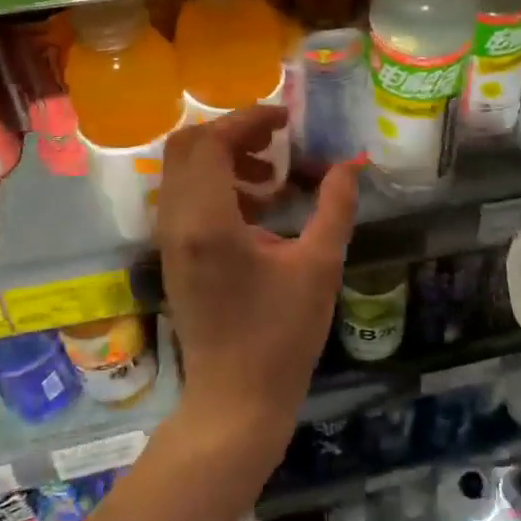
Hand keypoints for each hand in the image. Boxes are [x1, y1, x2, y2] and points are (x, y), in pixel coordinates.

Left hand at [156, 107, 358, 453]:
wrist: (235, 401)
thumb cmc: (281, 337)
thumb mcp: (320, 267)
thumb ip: (335, 207)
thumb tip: (350, 164)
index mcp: (208, 222)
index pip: (211, 142)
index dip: (248, 119)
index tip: (286, 119)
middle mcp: (178, 223)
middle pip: (187, 146)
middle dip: (232, 133)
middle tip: (277, 141)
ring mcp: (171, 240)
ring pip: (183, 171)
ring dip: (225, 159)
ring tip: (274, 177)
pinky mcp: (175, 256)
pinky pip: (187, 198)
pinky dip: (219, 186)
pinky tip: (261, 209)